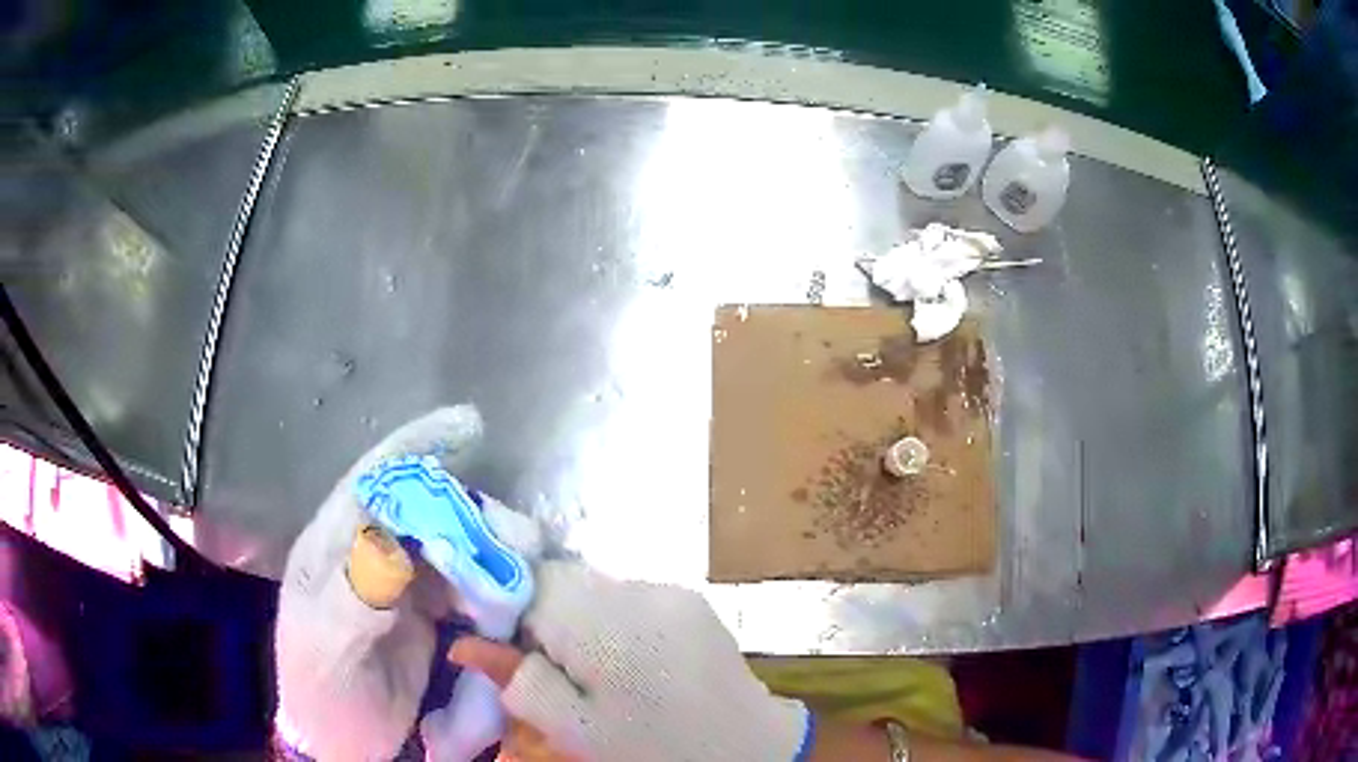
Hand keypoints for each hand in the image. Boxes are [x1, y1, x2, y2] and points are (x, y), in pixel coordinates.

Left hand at [276, 405, 540, 761]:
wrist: (341, 743)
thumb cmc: (322, 692)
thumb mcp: (326, 649)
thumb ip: (354, 599)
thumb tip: (394, 547)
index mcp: (331, 547)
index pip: (373, 482)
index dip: (418, 448)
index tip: (471, 425)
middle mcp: (367, 554)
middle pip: (425, 511)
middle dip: (474, 514)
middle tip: (521, 539)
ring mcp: (400, 585)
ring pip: (452, 547)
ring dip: (491, 553)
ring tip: (525, 571)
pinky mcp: (426, 615)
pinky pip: (466, 587)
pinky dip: (493, 589)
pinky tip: (512, 602)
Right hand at [449, 561, 811, 761]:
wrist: (751, 752)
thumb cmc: (654, 750)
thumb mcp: (574, 730)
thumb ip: (515, 681)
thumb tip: (467, 643)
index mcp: (605, 620)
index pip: (530, 579)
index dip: (511, 609)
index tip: (513, 650)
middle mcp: (640, 588)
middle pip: (564, 580)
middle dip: (547, 617)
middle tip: (556, 671)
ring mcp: (673, 590)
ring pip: (597, 589)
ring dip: (583, 620)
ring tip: (601, 672)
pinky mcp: (694, 600)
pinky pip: (633, 598)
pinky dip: (619, 623)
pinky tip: (636, 663)